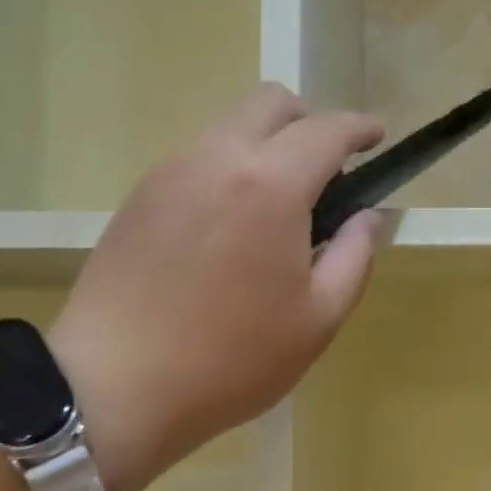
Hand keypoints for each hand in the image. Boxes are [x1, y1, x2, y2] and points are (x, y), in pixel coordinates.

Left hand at [51, 84, 382, 490]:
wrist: (113, 387)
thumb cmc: (231, 359)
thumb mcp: (317, 318)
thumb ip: (354, 255)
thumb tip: (368, 216)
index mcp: (270, 184)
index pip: (327, 129)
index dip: (360, 127)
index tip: (377, 138)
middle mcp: (217, 158)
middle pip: (270, 103)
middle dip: (309, 122)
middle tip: (326, 172)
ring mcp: (169, 172)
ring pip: (229, 127)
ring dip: (266, 145)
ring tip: (276, 209)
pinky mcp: (138, 196)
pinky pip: (197, 158)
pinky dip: (228, 169)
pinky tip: (229, 228)